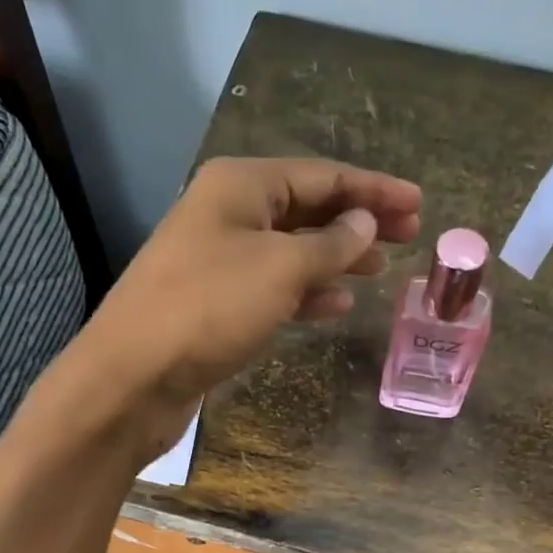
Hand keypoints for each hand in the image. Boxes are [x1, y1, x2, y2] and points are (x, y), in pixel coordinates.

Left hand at [83, 156, 421, 447]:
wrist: (133, 376)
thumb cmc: (209, 308)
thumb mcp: (280, 269)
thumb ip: (330, 245)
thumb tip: (366, 223)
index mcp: (241, 185)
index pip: (322, 176)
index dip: (374, 189)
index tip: (419, 202)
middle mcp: (228, 213)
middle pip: (308, 208)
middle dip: (359, 221)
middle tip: (409, 234)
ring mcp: (219, 259)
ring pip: (292, 249)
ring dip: (336, 257)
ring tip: (380, 269)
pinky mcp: (216, 302)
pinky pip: (274, 285)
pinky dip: (307, 291)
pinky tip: (337, 303)